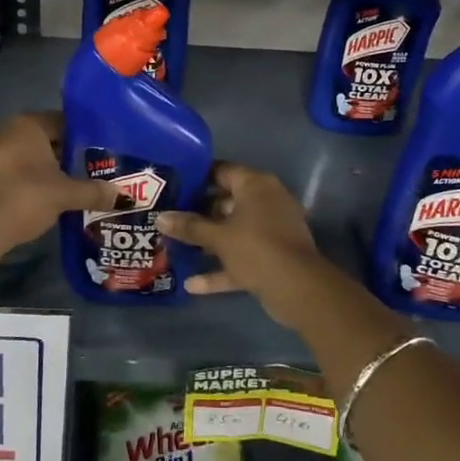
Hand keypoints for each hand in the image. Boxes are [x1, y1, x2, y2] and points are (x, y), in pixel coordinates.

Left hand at [0, 112, 117, 252]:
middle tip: (83, 173)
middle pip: (41, 139)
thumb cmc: (25, 196)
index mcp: (29, 125)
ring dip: (39, 171)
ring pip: (22, 157)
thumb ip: (94, 192)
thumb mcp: (65, 194)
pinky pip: (6, 174)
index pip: (61, 121)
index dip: (81, 137)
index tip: (96, 153)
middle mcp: (5, 131)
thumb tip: (125, 196)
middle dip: (61, 155)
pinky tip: (32, 203)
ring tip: (61, 190)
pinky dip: (20, 183)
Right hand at [157, 162, 346, 326]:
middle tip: (169, 218)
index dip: (198, 177)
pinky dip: (222, 268)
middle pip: (226, 202)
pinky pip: (242, 256)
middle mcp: (266, 202)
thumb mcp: (218, 237)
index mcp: (256, 185)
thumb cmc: (256, 249)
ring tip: (176, 248)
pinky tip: (192, 285)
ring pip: (233, 231)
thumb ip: (189, 227)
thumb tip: (161, 217)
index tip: (174, 185)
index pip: (223, 171)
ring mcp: (271, 230)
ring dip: (208, 242)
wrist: (298, 289)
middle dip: (199, 214)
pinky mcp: (272, 256)